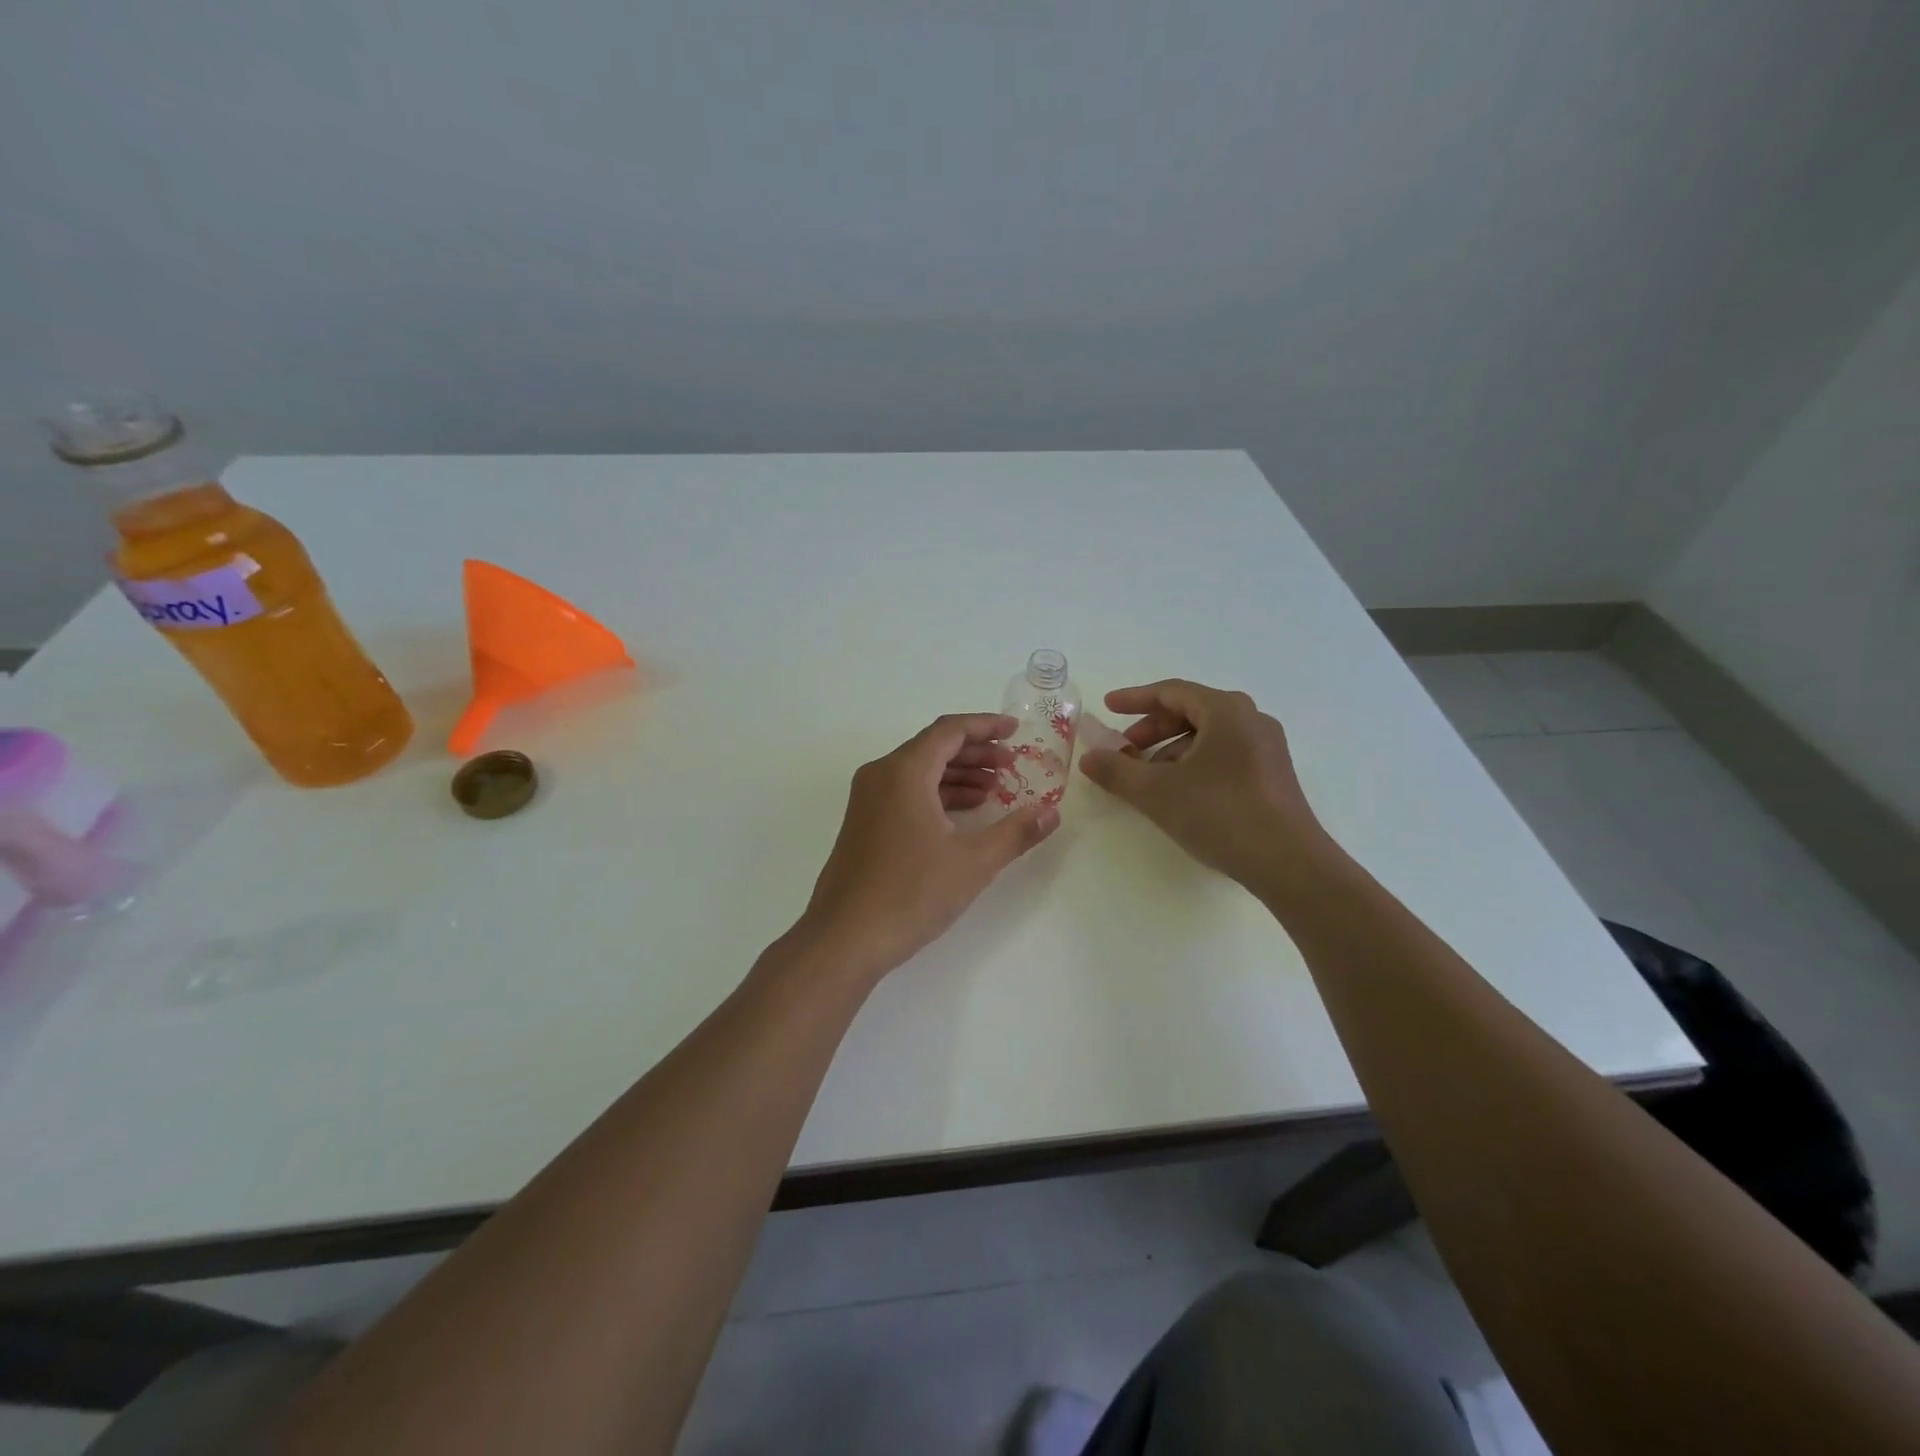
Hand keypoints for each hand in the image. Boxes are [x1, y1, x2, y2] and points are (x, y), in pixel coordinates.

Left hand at [798, 714, 1060, 978]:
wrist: (844, 938)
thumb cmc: (911, 894)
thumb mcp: (973, 863)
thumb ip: (1015, 832)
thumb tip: (1051, 813)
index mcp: (904, 772)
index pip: (949, 730)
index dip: (986, 726)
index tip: (1016, 731)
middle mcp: (880, 775)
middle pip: (933, 747)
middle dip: (975, 752)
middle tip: (1011, 765)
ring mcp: (867, 800)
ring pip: (918, 771)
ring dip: (957, 775)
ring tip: (994, 791)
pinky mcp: (863, 824)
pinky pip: (905, 793)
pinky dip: (936, 795)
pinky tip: (962, 816)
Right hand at [1078, 680, 1328, 887]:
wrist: (1289, 863)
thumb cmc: (1220, 813)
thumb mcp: (1157, 792)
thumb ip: (1117, 771)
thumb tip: (1089, 757)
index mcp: (1226, 711)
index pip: (1172, 692)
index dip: (1134, 699)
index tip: (1107, 708)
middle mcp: (1251, 720)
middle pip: (1191, 712)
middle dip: (1152, 729)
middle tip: (1124, 750)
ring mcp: (1266, 749)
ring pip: (1207, 737)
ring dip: (1171, 751)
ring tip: (1147, 779)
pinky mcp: (1272, 776)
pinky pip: (1224, 756)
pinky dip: (1194, 765)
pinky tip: (1180, 795)